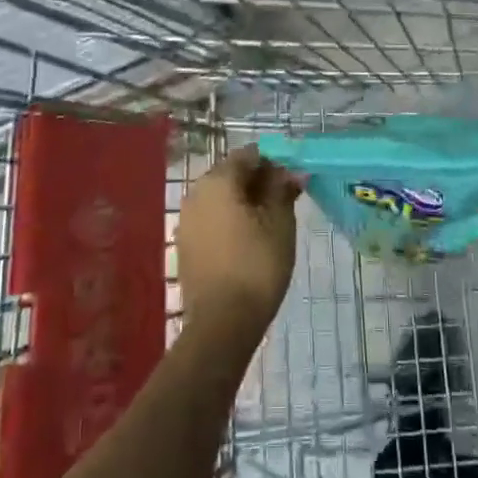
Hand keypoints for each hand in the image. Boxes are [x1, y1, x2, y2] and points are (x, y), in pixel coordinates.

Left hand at [176, 148, 301, 337]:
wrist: (222, 323)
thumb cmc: (257, 264)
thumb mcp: (280, 222)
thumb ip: (283, 189)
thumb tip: (292, 172)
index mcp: (218, 180)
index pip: (248, 155)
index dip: (273, 163)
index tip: (292, 181)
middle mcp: (196, 193)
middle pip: (231, 174)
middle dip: (258, 182)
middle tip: (285, 201)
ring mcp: (186, 220)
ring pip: (221, 198)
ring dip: (244, 202)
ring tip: (270, 223)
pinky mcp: (185, 245)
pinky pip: (211, 219)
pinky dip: (230, 221)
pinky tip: (248, 241)